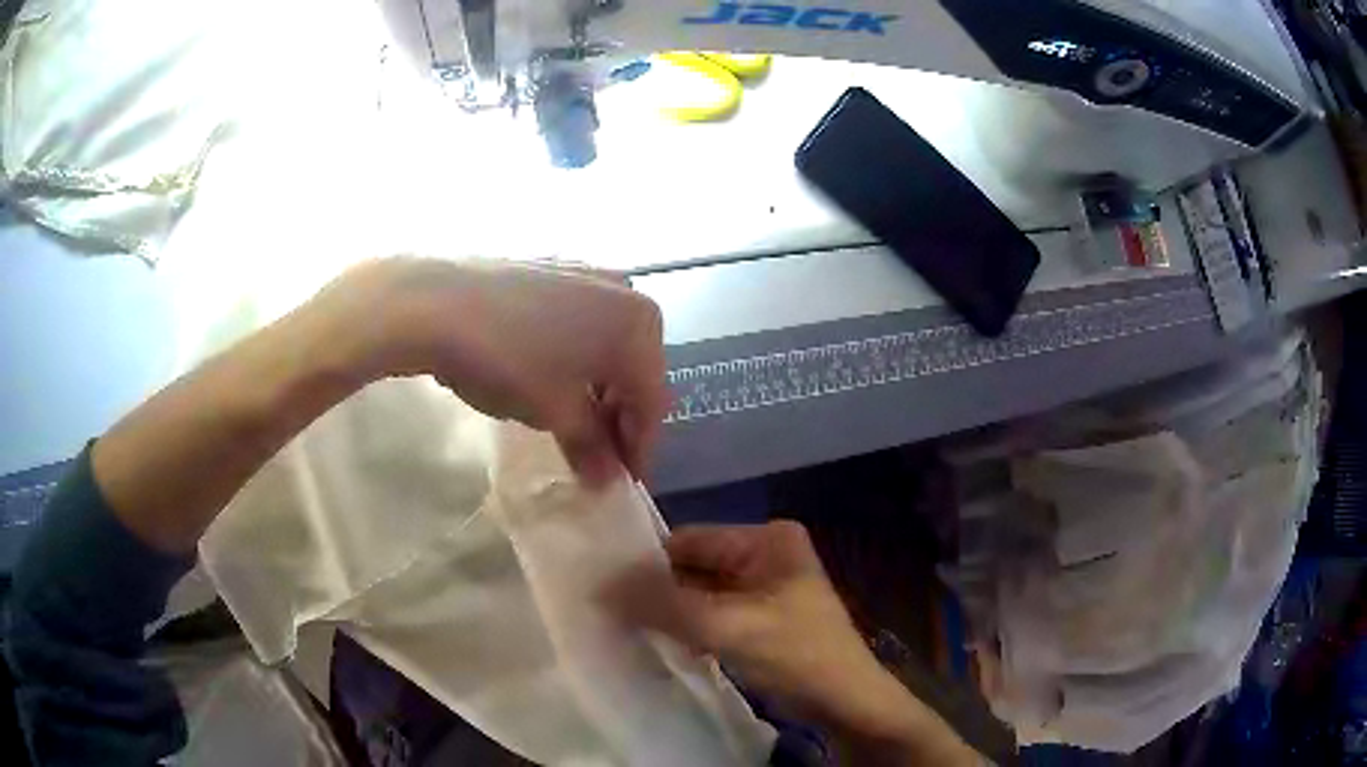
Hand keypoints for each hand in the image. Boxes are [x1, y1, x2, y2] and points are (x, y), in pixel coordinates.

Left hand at [304, 257, 669, 483]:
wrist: (434, 301)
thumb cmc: (508, 359)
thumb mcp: (555, 412)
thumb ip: (591, 448)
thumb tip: (608, 482)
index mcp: (640, 323)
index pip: (652, 401)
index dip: (639, 448)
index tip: (624, 483)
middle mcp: (624, 290)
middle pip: (632, 369)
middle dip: (617, 417)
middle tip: (596, 458)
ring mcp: (586, 273)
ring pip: (604, 345)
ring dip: (594, 389)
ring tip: (570, 423)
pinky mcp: (550, 269)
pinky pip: (577, 323)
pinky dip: (572, 358)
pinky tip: (548, 378)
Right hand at [609, 521, 886, 723]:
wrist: (843, 702)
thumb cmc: (795, 655)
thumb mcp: (727, 627)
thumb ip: (664, 605)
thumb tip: (602, 587)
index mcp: (766, 540)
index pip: (690, 540)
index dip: (647, 563)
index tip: (602, 584)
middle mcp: (763, 555)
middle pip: (694, 567)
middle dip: (657, 591)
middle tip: (607, 609)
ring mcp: (762, 589)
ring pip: (699, 594)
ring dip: (669, 613)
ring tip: (624, 627)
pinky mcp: (758, 620)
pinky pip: (711, 616)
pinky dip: (687, 629)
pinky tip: (659, 643)